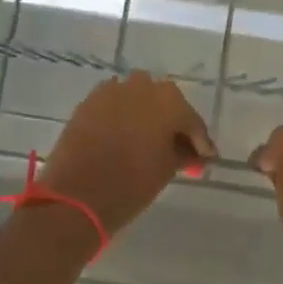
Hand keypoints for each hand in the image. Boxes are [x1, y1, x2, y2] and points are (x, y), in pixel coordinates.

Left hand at [40, 72, 216, 235]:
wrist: (77, 196)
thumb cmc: (131, 184)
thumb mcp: (166, 169)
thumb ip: (184, 154)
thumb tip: (195, 153)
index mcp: (168, 101)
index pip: (191, 120)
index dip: (200, 141)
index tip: (206, 158)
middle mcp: (141, 87)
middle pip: (166, 102)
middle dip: (173, 122)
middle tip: (179, 148)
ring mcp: (111, 92)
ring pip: (138, 98)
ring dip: (147, 115)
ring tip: (150, 140)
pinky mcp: (88, 102)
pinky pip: (114, 104)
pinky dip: (123, 116)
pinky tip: (126, 136)